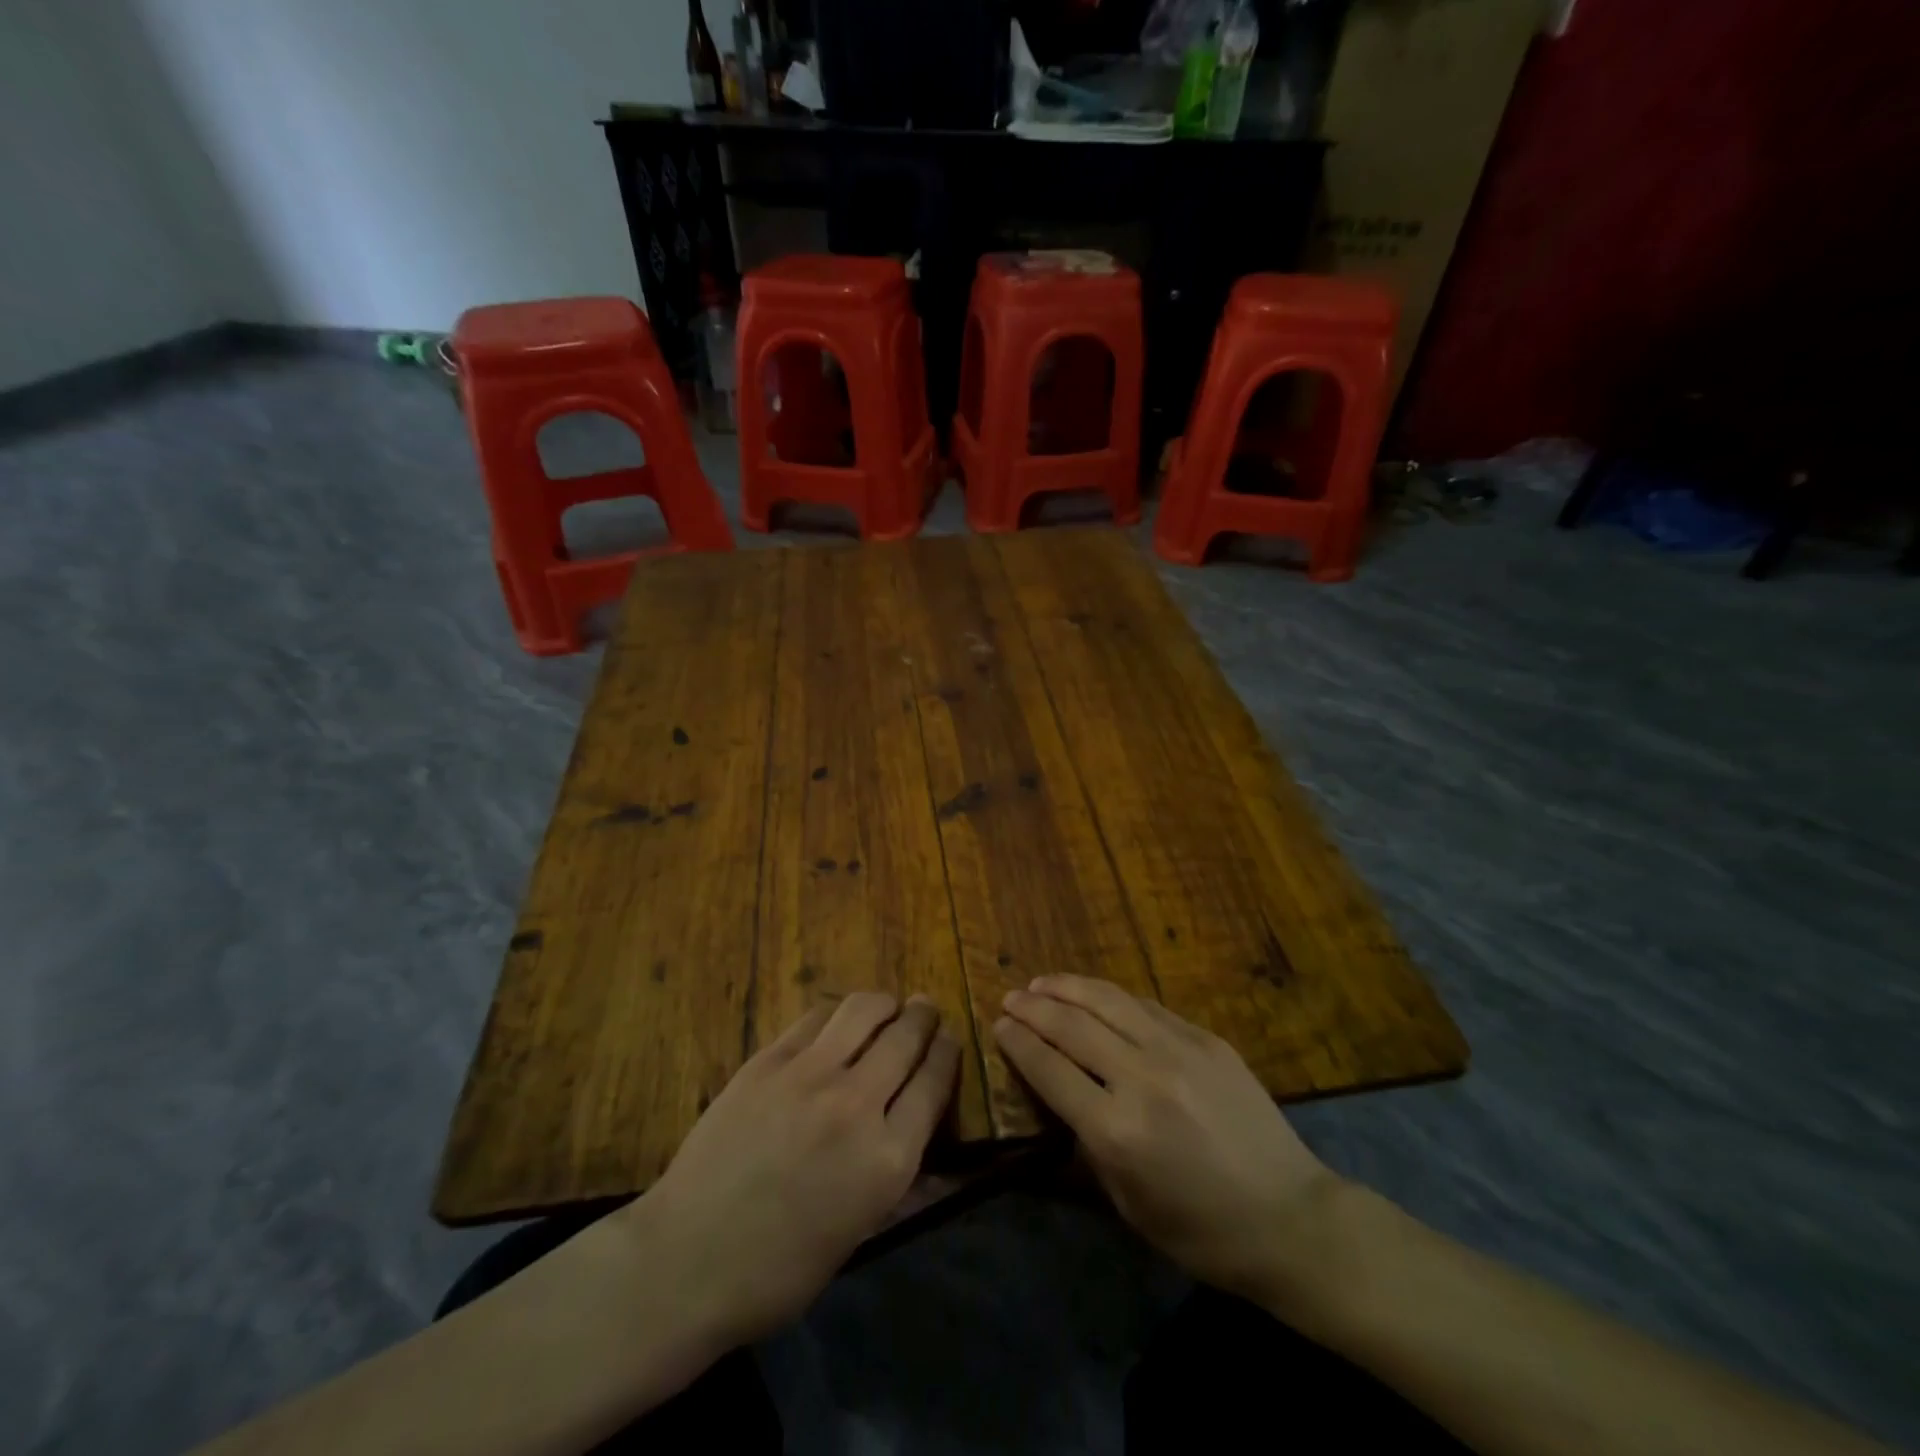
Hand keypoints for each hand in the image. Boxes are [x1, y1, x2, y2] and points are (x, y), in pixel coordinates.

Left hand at [622, 993, 960, 1347]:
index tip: (949, 1038)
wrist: (687, 1261)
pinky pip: (816, 1019)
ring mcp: (809, 1076)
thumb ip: (898, 1179)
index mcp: (887, 1159)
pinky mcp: (768, 1061)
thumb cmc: (778, 1270)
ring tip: (888, 1006)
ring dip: (885, 1003)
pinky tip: (838, 1021)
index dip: (947, 1052)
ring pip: (863, 1011)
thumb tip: (926, 1141)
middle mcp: (857, 1105)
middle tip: (926, 1009)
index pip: (934, 1082)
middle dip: (924, 1018)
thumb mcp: (858, 1234)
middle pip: (906, 1038)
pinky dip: (837, 1014)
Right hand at [994, 975, 1343, 1309]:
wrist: (1291, 1218)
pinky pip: (1146, 1006)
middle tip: (1010, 997)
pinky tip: (1095, 995)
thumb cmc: (1201, 1231)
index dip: (1018, 1042)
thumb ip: (1089, 1145)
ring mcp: (1177, 1050)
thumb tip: (1062, 1096)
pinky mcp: (1205, 1039)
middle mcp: (1141, 1077)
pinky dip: (1111, 997)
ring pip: (1107, 1001)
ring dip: (1067, 987)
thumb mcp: (1128, 1204)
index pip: (1050, 1069)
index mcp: (1116, 1129)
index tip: (998, 1024)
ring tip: (1042, 982)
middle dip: (1033, 1007)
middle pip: (1072, 1026)